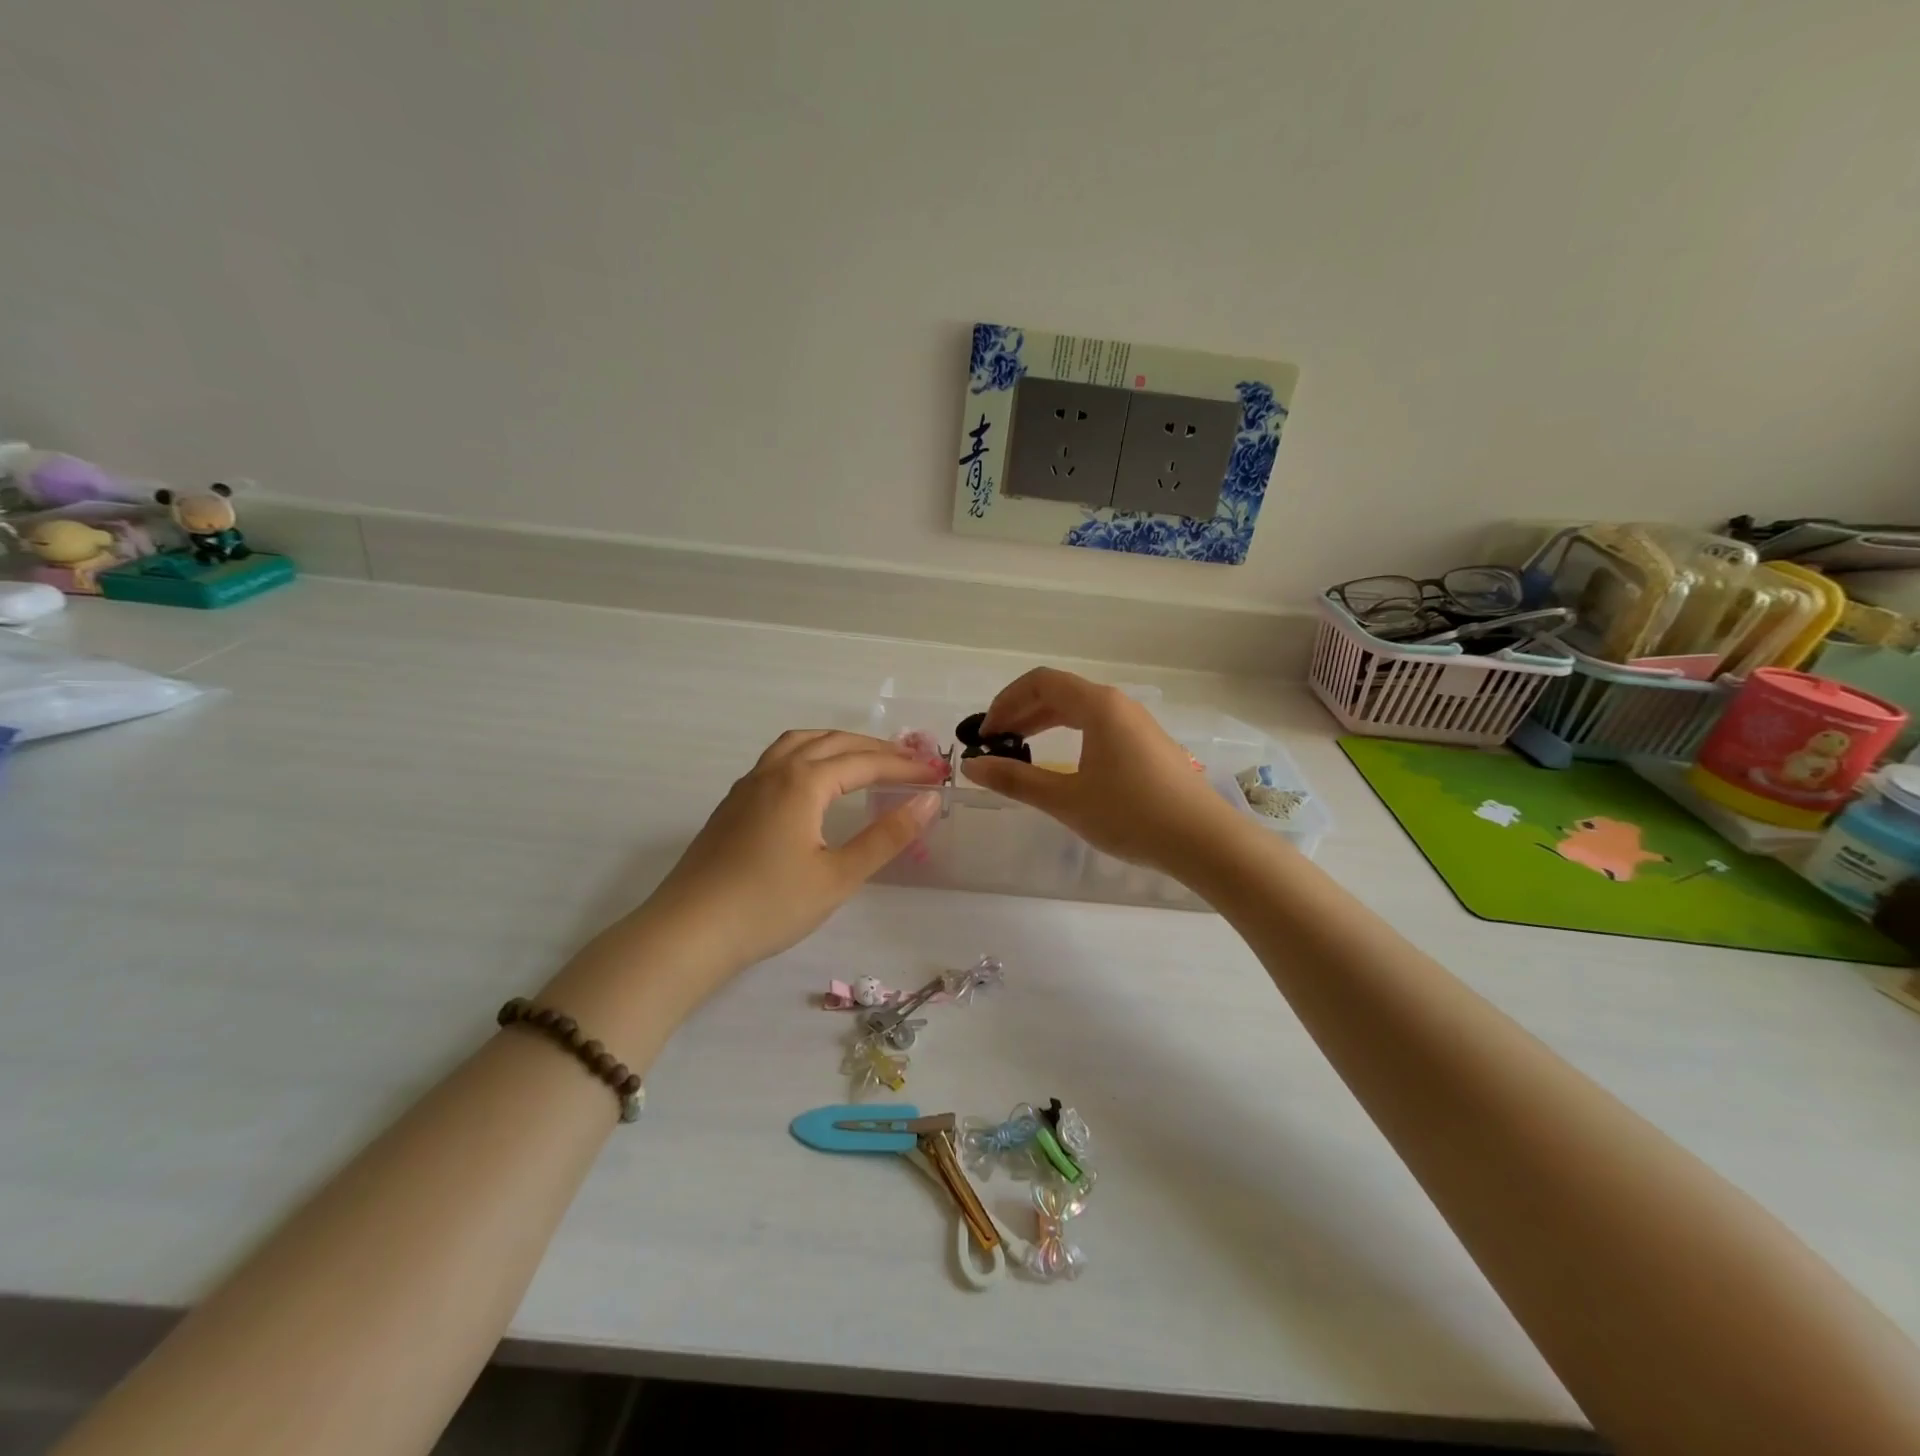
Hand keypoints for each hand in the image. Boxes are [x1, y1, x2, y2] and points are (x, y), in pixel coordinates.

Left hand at [639, 730, 942, 973]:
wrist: (688, 933)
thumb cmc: (769, 906)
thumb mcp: (838, 876)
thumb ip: (886, 836)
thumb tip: (928, 800)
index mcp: (802, 782)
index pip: (865, 763)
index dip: (905, 767)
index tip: (938, 774)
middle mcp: (775, 771)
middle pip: (834, 742)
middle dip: (877, 749)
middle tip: (912, 763)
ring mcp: (748, 785)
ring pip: (800, 742)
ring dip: (839, 743)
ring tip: (866, 758)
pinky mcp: (733, 804)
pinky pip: (779, 758)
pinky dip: (809, 753)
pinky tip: (814, 781)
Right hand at [959, 668, 1243, 877]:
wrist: (1203, 841)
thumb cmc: (1131, 815)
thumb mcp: (1066, 799)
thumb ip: (1016, 780)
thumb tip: (972, 766)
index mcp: (1098, 706)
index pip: (1040, 682)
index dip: (1006, 702)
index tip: (985, 733)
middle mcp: (1118, 705)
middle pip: (1060, 693)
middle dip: (1021, 713)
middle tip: (995, 744)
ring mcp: (1137, 724)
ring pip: (1081, 710)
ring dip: (1045, 724)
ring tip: (1020, 751)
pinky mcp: (1148, 745)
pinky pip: (1098, 726)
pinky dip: (1070, 735)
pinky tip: (1063, 765)